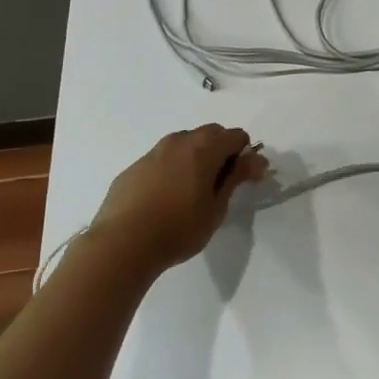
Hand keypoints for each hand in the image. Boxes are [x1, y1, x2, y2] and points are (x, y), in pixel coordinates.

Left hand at [89, 126, 267, 271]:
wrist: (121, 244)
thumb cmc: (178, 228)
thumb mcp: (217, 207)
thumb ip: (237, 177)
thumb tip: (257, 159)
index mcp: (204, 147)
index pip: (236, 136)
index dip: (245, 156)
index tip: (243, 180)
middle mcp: (178, 141)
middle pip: (210, 134)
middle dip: (221, 152)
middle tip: (220, 185)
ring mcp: (153, 152)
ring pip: (183, 145)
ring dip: (195, 158)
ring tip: (192, 192)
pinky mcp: (133, 168)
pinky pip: (161, 160)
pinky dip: (172, 170)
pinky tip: (165, 199)